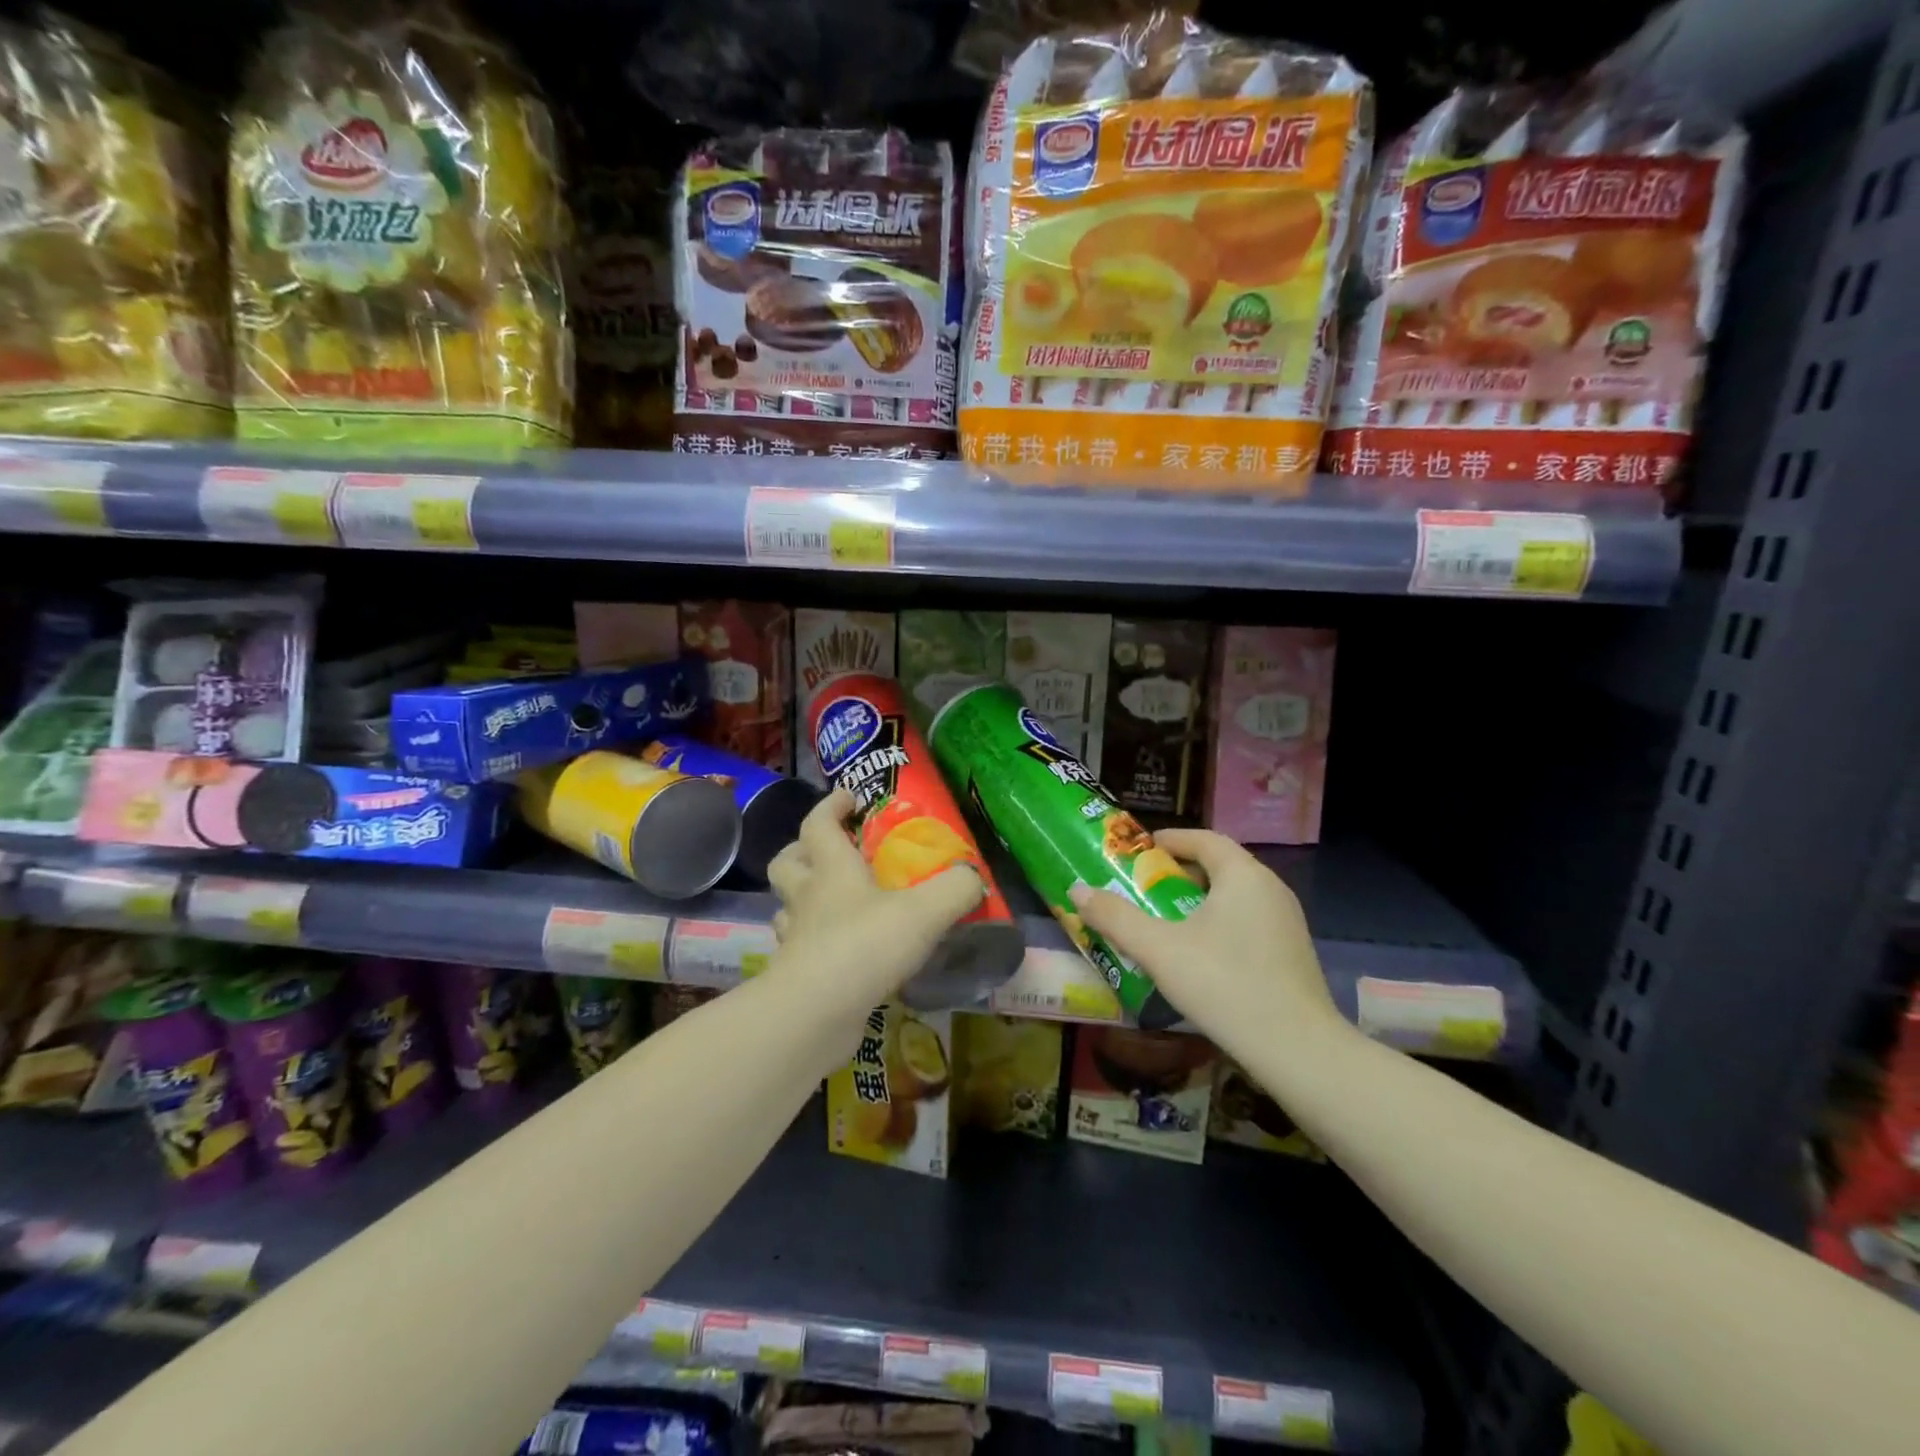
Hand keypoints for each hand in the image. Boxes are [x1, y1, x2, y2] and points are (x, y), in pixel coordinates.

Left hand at [767, 789, 984, 1009]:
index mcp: (832, 869)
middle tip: (831, 852)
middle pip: (787, 863)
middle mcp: (807, 897)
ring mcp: (796, 937)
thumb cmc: (866, 945)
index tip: (848, 797)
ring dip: (803, 898)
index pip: (819, 823)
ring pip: (787, 906)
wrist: (815, 1012)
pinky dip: (813, 942)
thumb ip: (955, 889)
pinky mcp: (795, 975)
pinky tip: (839, 951)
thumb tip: (973, 877)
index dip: (831, 806)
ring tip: (833, 903)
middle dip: (802, 850)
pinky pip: (799, 948)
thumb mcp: (925, 911)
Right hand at [1069, 830, 1343, 1048]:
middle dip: (1179, 873)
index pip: (1204, 839)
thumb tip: (1077, 890)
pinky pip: (1248, 922)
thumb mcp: (1159, 949)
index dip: (1170, 840)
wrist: (1297, 1050)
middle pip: (1219, 866)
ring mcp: (1287, 922)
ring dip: (1198, 901)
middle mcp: (1270, 888)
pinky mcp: (1292, 953)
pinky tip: (1199, 955)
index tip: (1140, 851)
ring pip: (1235, 896)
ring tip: (1165, 922)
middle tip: (1144, 889)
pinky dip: (1219, 924)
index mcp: (1243, 875)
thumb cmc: (1224, 984)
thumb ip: (1116, 917)